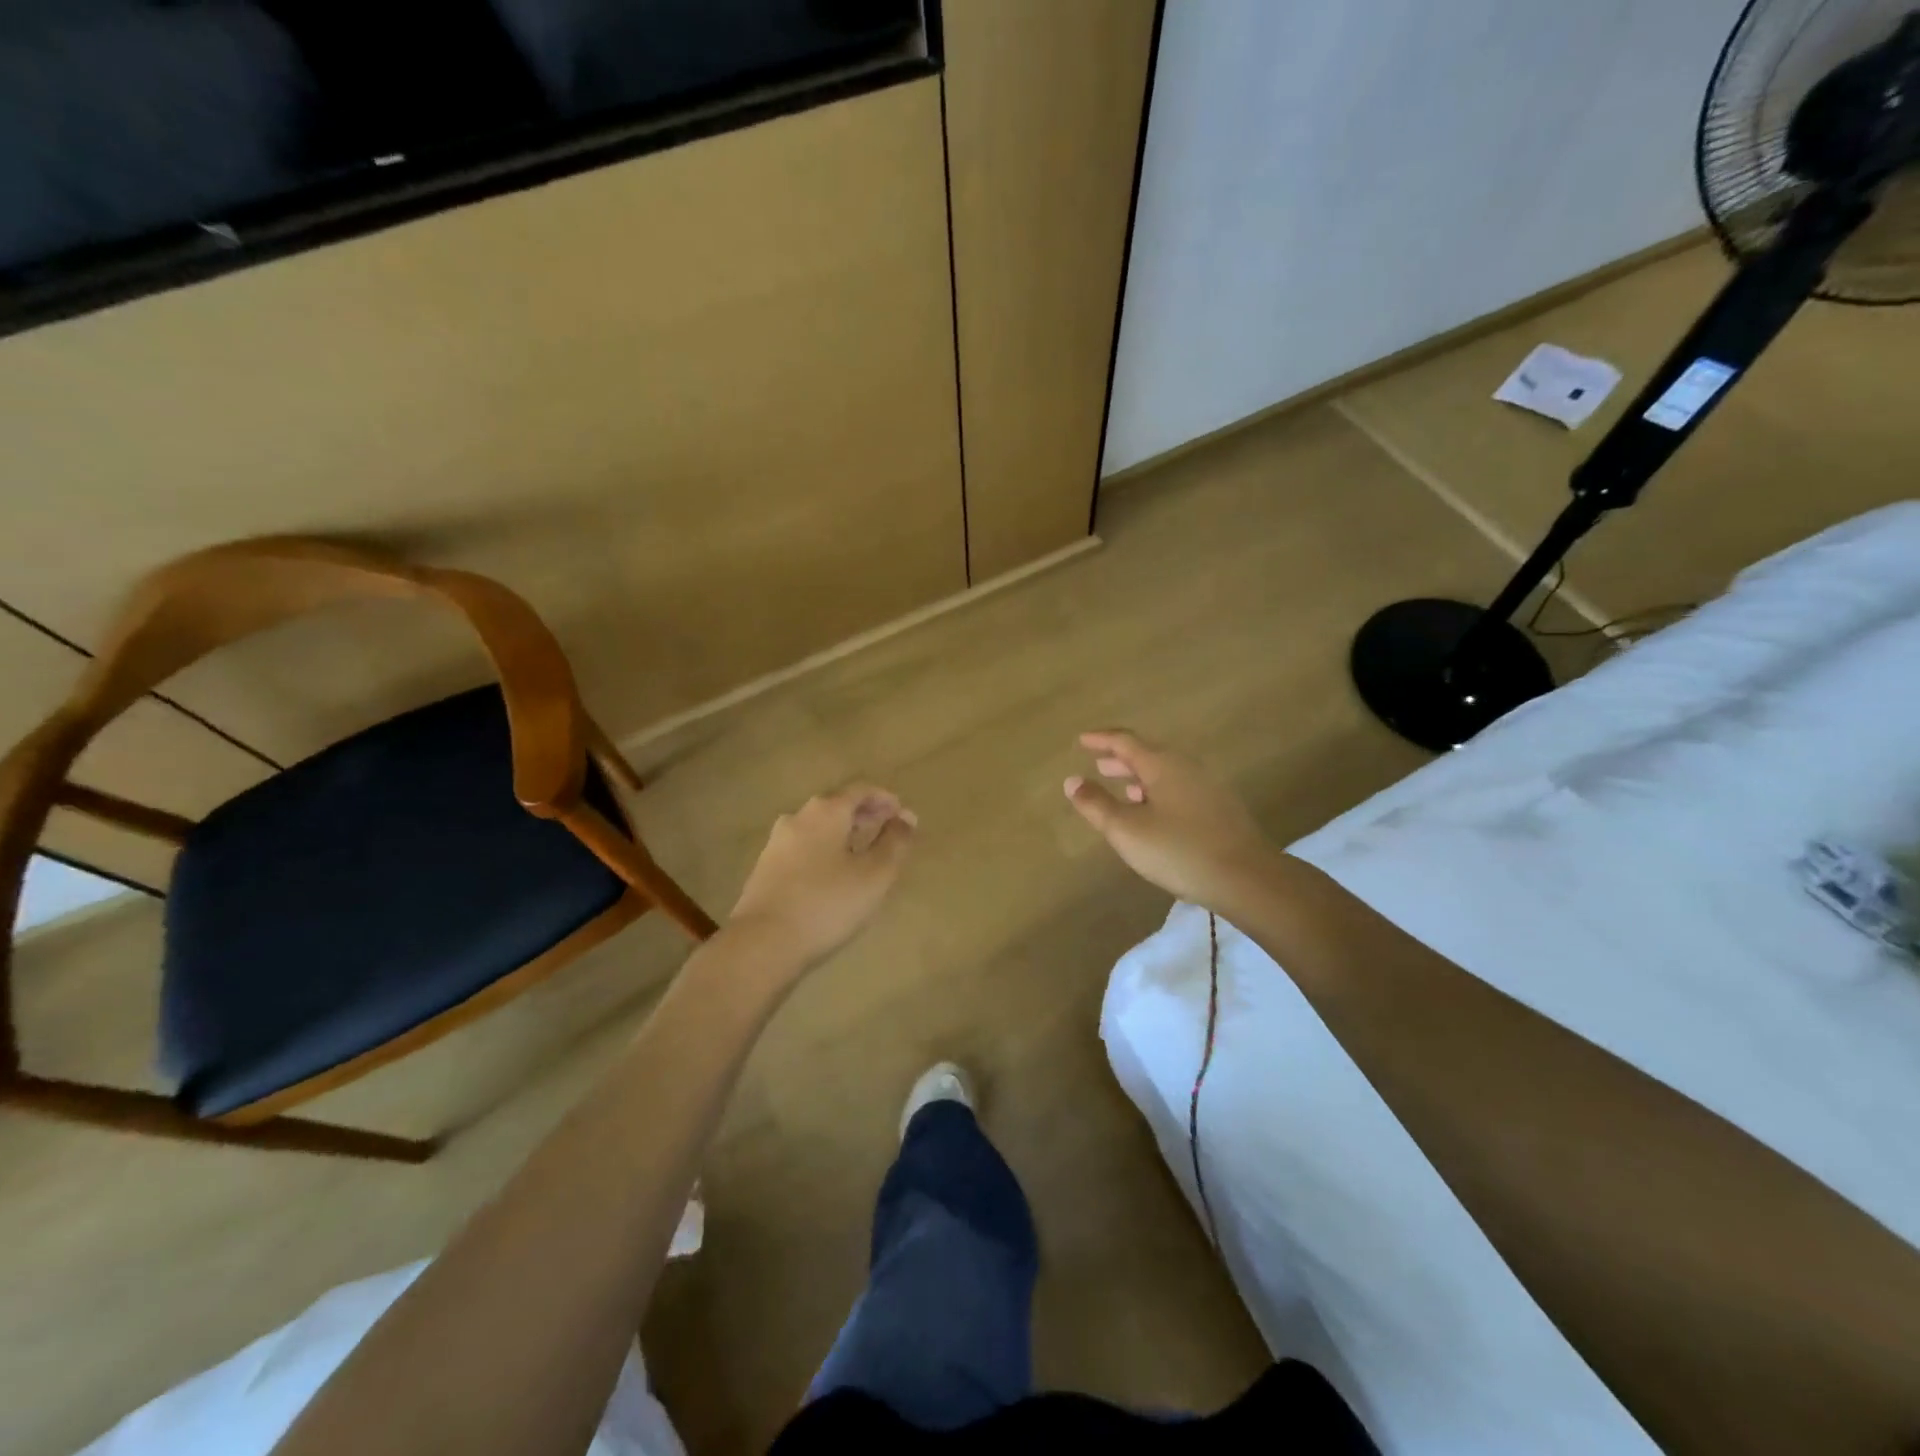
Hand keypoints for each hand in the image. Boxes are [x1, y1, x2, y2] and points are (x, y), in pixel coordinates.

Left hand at [729, 785, 916, 970]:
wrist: (762, 943)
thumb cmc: (827, 904)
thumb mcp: (875, 875)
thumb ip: (895, 843)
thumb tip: (907, 817)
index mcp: (826, 812)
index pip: (860, 790)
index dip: (885, 799)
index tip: (903, 815)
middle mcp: (798, 818)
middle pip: (837, 806)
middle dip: (865, 815)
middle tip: (887, 831)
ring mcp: (777, 843)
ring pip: (818, 827)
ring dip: (843, 834)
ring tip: (863, 853)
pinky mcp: (765, 868)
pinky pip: (803, 848)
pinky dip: (824, 850)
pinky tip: (833, 874)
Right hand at [1064, 730, 1279, 911]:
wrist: (1246, 877)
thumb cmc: (1178, 850)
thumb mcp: (1126, 830)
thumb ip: (1096, 804)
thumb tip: (1072, 781)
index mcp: (1162, 764)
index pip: (1125, 741)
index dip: (1101, 739)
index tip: (1082, 740)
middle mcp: (1186, 767)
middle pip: (1148, 754)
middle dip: (1120, 759)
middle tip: (1099, 764)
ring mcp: (1207, 786)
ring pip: (1166, 772)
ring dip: (1140, 777)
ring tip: (1122, 790)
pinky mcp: (1220, 808)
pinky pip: (1180, 788)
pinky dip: (1158, 791)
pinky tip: (1154, 814)